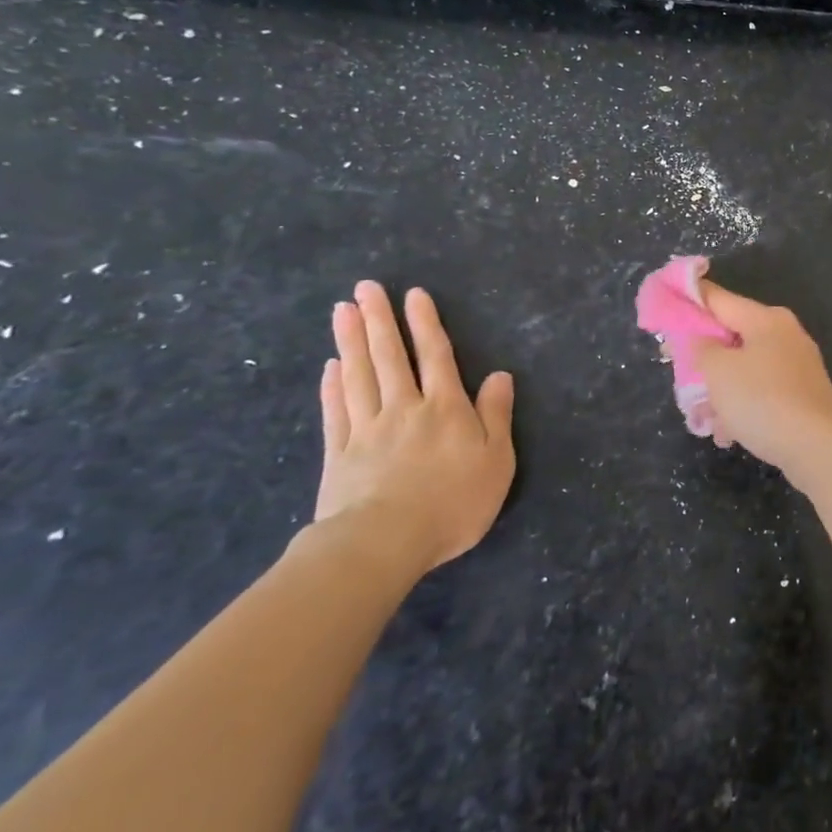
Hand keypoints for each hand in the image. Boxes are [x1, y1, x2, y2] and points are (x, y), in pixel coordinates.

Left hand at [313, 280, 515, 577]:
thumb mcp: (496, 461)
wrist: (384, 543)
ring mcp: (367, 430)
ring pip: (359, 376)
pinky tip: (330, 367)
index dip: (426, 324)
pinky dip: (333, 386)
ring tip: (343, 311)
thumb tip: (500, 375)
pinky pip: (337, 411)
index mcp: (445, 409)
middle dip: (380, 320)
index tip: (413, 295)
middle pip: (390, 357)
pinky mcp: (339, 454)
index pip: (436, 356)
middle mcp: (404, 409)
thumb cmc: (452, 503)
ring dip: (351, 341)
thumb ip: (496, 416)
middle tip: (365, 288)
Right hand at [687, 282, 831, 484]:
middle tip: (677, 375)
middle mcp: (784, 335)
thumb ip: (700, 347)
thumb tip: (701, 340)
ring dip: (719, 390)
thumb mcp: (717, 370)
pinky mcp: (801, 396)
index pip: (718, 299)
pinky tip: (727, 433)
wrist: (818, 447)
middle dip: (702, 358)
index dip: (688, 301)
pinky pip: (761, 393)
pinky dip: (742, 408)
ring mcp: (796, 366)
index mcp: (765, 319)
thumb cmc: (762, 400)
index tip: (662, 309)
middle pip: (731, 336)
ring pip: (744, 369)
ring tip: (701, 417)